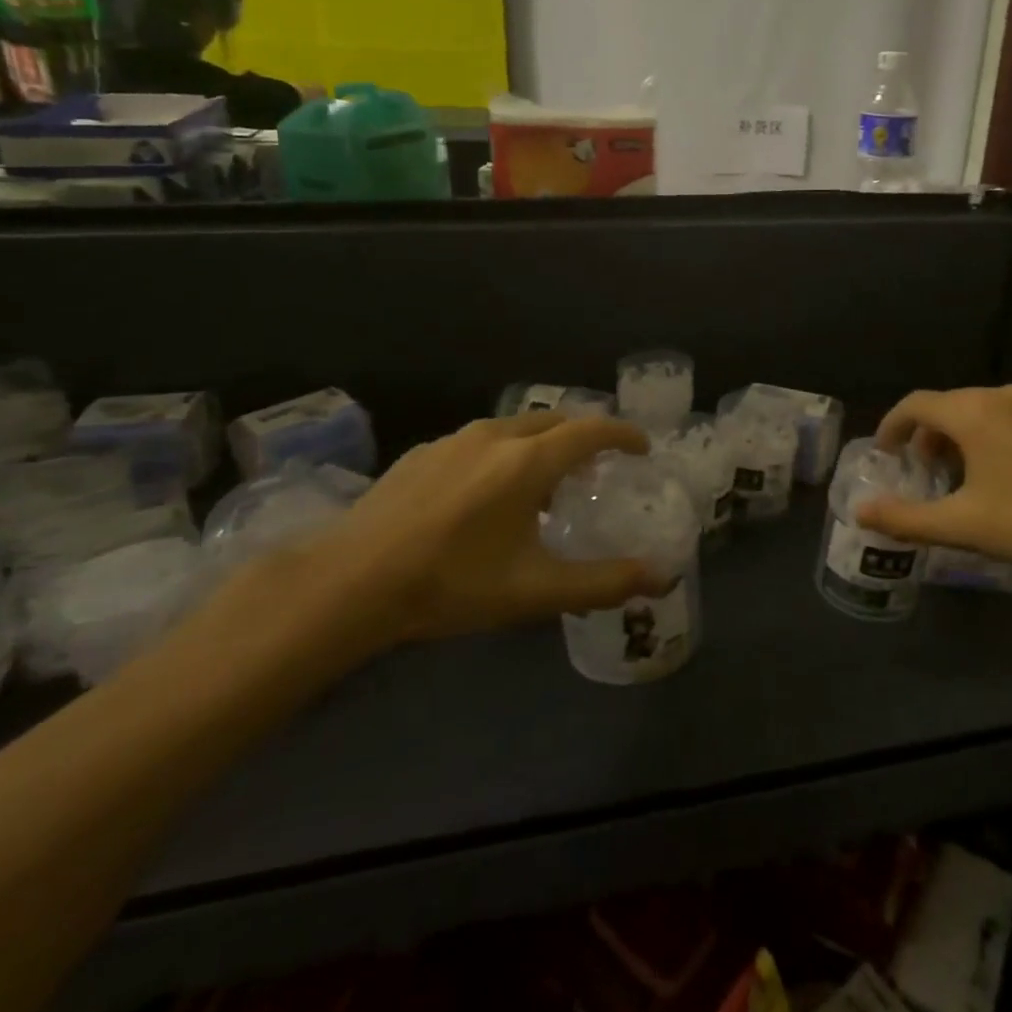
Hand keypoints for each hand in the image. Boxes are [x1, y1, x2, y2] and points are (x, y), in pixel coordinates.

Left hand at [308, 412, 666, 648]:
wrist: (349, 581)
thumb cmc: (451, 583)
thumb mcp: (535, 591)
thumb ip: (604, 582)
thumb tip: (661, 578)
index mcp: (529, 461)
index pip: (593, 429)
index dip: (624, 434)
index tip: (642, 448)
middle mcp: (497, 435)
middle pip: (556, 420)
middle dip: (585, 436)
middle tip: (598, 468)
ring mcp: (455, 439)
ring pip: (516, 427)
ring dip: (543, 444)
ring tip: (544, 482)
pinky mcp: (423, 452)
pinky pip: (481, 440)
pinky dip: (505, 452)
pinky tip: (488, 493)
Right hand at [855, 385, 1011, 577]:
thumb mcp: (964, 525)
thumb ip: (906, 518)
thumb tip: (860, 511)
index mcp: (971, 412)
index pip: (914, 404)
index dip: (891, 427)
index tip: (884, 455)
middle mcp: (998, 397)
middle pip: (944, 406)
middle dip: (923, 437)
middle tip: (916, 474)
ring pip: (974, 413)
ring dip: (952, 440)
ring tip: (951, 480)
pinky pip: (1000, 421)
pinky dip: (980, 441)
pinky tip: (993, 480)